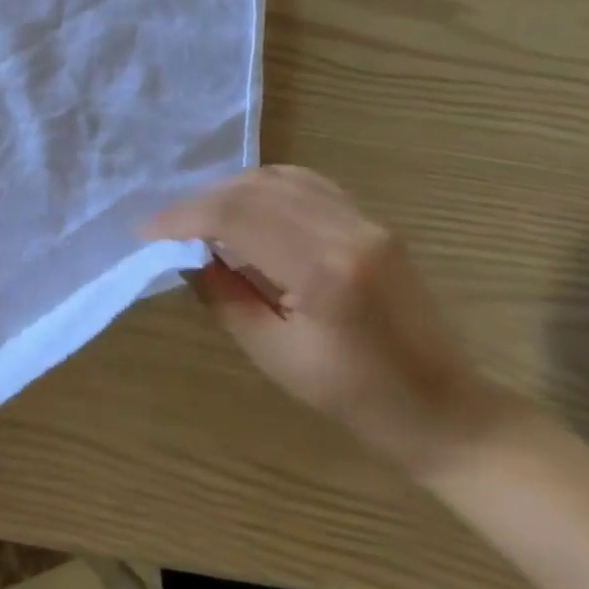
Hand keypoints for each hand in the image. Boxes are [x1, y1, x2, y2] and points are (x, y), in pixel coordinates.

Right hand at [147, 166, 507, 474]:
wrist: (442, 410)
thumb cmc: (352, 396)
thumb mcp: (271, 353)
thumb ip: (222, 295)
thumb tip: (185, 254)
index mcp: (323, 271)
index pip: (234, 217)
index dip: (181, 219)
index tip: (145, 234)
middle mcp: (347, 231)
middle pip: (253, 190)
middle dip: (198, 203)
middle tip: (165, 229)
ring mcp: (366, 221)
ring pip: (278, 178)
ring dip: (229, 192)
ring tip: (200, 219)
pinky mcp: (373, 222)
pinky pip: (307, 184)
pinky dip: (265, 187)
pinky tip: (246, 208)